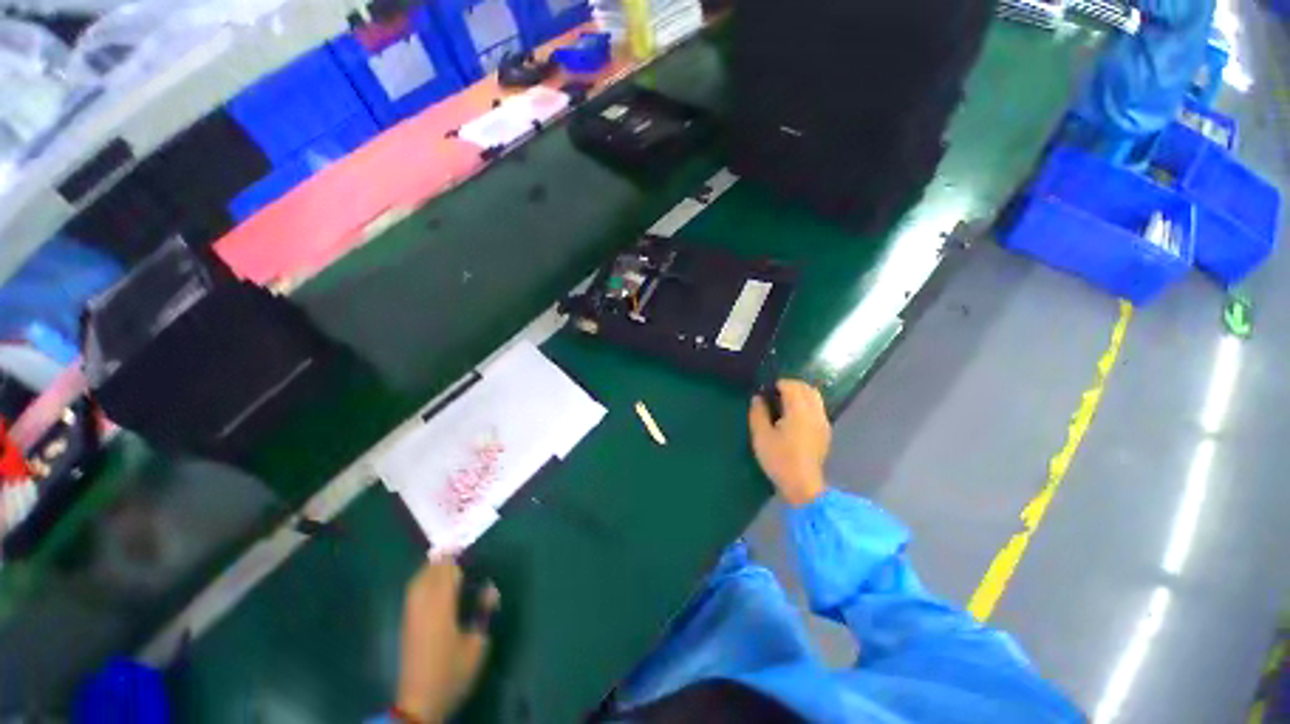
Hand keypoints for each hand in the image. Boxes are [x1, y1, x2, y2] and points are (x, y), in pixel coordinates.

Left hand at [396, 561, 499, 722]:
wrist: (419, 702)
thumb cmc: (452, 671)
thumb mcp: (477, 644)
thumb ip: (483, 612)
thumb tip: (489, 589)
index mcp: (441, 606)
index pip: (446, 572)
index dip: (454, 556)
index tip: (464, 543)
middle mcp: (423, 605)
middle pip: (429, 572)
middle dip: (442, 559)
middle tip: (457, 550)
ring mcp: (411, 615)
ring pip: (417, 581)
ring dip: (431, 568)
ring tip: (446, 562)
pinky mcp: (406, 624)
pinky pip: (413, 592)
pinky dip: (423, 581)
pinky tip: (433, 584)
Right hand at [749, 380, 830, 506]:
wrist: (803, 485)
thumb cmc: (779, 459)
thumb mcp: (761, 435)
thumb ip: (758, 412)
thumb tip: (758, 397)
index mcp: (799, 410)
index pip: (791, 386)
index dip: (778, 384)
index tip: (765, 390)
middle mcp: (815, 412)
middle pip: (807, 388)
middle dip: (791, 386)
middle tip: (774, 394)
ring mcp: (823, 422)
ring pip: (815, 397)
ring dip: (800, 394)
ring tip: (783, 403)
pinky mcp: (825, 432)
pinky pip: (817, 408)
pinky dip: (807, 404)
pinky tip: (795, 417)